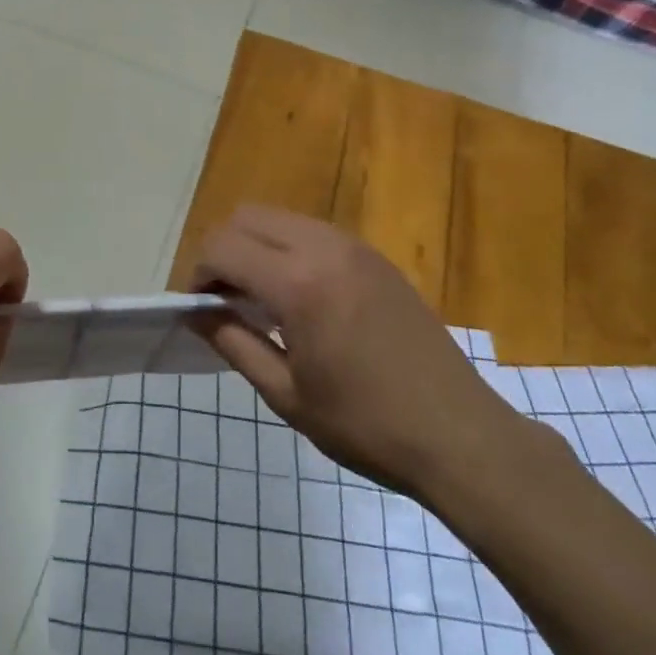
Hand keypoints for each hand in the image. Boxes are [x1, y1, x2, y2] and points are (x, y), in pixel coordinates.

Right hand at [188, 206, 520, 499]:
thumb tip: (195, 314)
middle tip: (222, 299)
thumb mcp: (286, 395)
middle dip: (221, 251)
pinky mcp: (375, 257)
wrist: (461, 437)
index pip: (222, 247)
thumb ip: (234, 343)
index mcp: (298, 283)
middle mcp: (324, 248)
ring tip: (258, 298)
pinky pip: (312, 232)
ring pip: (279, 219)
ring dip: (255, 246)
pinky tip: (298, 297)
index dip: (197, 274)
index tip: (198, 309)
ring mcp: (354, 247)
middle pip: (246, 217)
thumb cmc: (366, 425)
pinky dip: (287, 249)